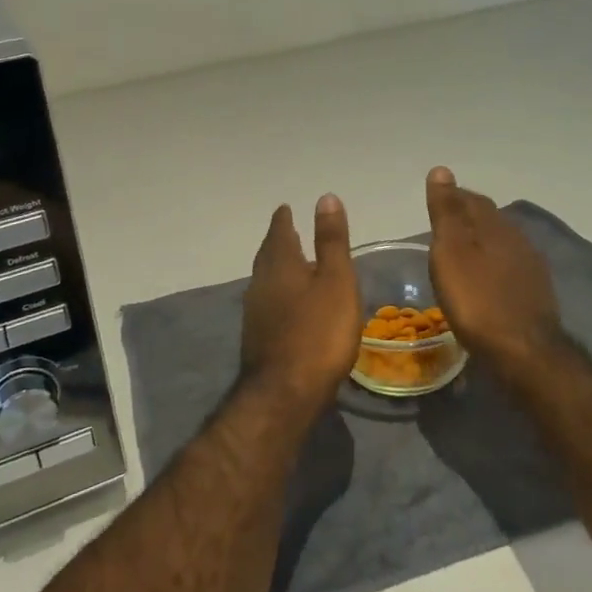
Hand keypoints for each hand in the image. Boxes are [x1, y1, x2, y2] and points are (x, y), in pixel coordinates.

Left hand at [240, 196, 362, 416]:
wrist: (285, 393)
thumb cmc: (319, 332)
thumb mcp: (336, 280)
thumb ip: (331, 241)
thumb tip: (325, 197)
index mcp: (280, 264)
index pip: (279, 232)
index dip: (284, 219)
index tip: (285, 208)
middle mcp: (261, 282)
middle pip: (268, 254)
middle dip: (277, 241)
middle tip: (286, 231)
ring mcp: (255, 312)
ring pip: (264, 279)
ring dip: (276, 268)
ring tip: (290, 264)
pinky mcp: (257, 337)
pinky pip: (266, 302)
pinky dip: (276, 293)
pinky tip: (286, 304)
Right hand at [425, 166, 565, 372]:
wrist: (524, 352)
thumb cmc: (477, 299)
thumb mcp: (451, 251)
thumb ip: (447, 212)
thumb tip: (442, 170)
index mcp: (495, 225)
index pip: (471, 199)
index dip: (452, 197)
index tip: (433, 202)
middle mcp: (517, 239)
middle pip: (488, 219)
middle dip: (466, 217)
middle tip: (442, 227)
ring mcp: (530, 268)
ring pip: (500, 243)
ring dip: (481, 242)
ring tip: (460, 252)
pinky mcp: (535, 294)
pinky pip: (509, 267)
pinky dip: (492, 265)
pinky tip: (484, 279)